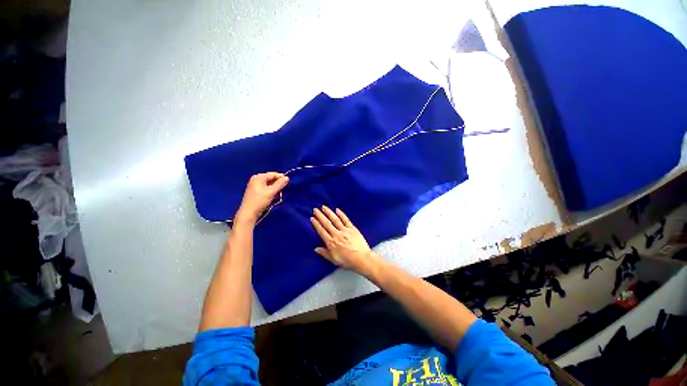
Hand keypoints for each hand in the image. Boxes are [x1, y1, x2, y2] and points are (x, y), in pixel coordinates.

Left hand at [235, 172, 288, 224]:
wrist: (249, 214)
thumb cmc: (259, 201)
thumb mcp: (271, 192)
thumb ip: (280, 184)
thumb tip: (287, 177)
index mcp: (258, 178)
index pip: (273, 174)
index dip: (281, 177)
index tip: (289, 182)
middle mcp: (256, 180)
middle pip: (271, 179)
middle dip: (278, 183)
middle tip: (285, 188)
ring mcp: (255, 186)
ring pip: (269, 185)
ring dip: (275, 188)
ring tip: (281, 192)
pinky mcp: (256, 193)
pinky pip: (266, 189)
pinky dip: (271, 191)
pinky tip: (275, 196)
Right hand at [310, 206, 379, 275]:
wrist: (362, 259)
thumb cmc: (348, 261)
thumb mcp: (334, 260)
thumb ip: (325, 253)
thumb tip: (316, 249)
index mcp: (331, 242)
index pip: (321, 231)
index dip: (316, 224)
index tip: (312, 218)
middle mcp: (337, 234)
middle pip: (327, 223)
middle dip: (320, 215)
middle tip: (315, 209)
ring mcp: (345, 230)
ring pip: (335, 219)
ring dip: (329, 212)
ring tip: (324, 207)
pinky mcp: (352, 228)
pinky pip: (346, 220)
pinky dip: (341, 214)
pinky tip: (337, 209)